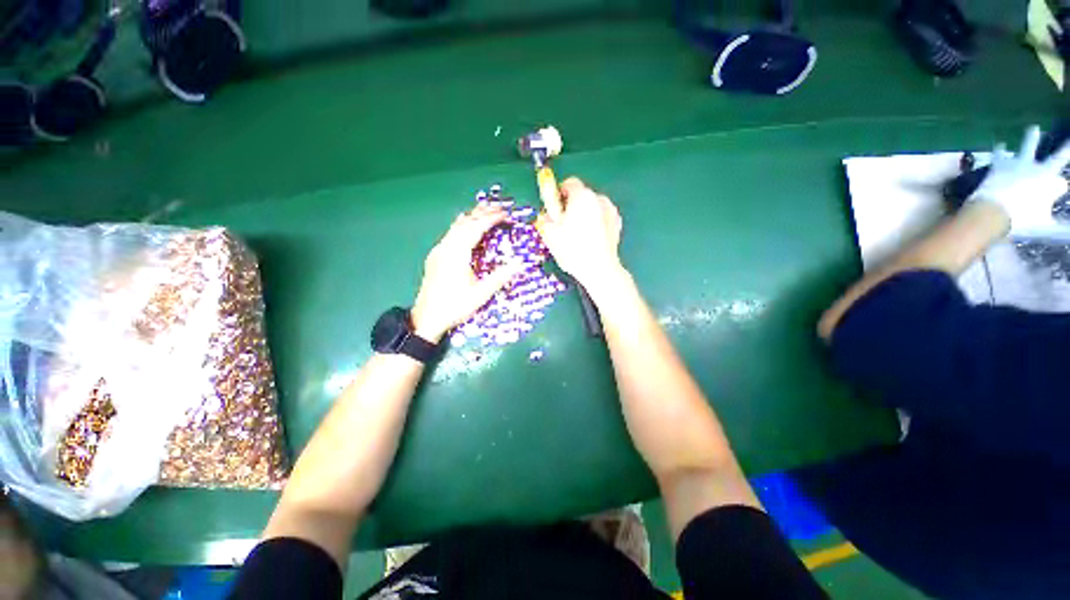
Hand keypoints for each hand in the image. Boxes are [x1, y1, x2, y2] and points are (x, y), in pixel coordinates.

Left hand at [411, 207, 521, 341]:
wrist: (426, 318)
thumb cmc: (455, 306)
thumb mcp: (481, 294)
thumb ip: (500, 277)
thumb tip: (520, 263)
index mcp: (457, 254)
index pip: (476, 228)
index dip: (491, 218)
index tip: (505, 213)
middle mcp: (446, 247)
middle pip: (464, 222)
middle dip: (482, 212)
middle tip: (499, 207)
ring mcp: (438, 251)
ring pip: (455, 226)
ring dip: (472, 217)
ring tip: (486, 212)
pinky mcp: (435, 257)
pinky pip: (451, 234)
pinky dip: (463, 226)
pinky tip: (467, 229)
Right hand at [536, 177, 625, 296]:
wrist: (599, 269)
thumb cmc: (572, 249)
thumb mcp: (549, 234)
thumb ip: (544, 218)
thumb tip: (545, 214)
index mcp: (582, 196)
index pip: (569, 183)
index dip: (559, 194)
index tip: (555, 209)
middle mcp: (599, 198)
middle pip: (581, 195)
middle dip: (572, 206)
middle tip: (564, 226)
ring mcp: (611, 211)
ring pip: (592, 207)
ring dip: (584, 214)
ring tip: (577, 235)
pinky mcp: (617, 224)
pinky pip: (601, 217)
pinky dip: (595, 223)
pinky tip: (590, 239)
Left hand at [970, 125, 1069, 239]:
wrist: (993, 212)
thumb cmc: (1021, 221)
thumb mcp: (1045, 227)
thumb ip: (1061, 230)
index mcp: (1050, 183)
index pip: (1063, 181)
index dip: (1061, 185)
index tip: (1063, 184)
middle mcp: (1039, 170)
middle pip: (1054, 156)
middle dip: (1063, 149)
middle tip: (1065, 144)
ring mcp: (1019, 165)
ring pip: (1028, 146)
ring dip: (1032, 138)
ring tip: (1034, 129)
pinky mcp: (1000, 166)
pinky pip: (1000, 154)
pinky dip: (1001, 149)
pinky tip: (1000, 144)